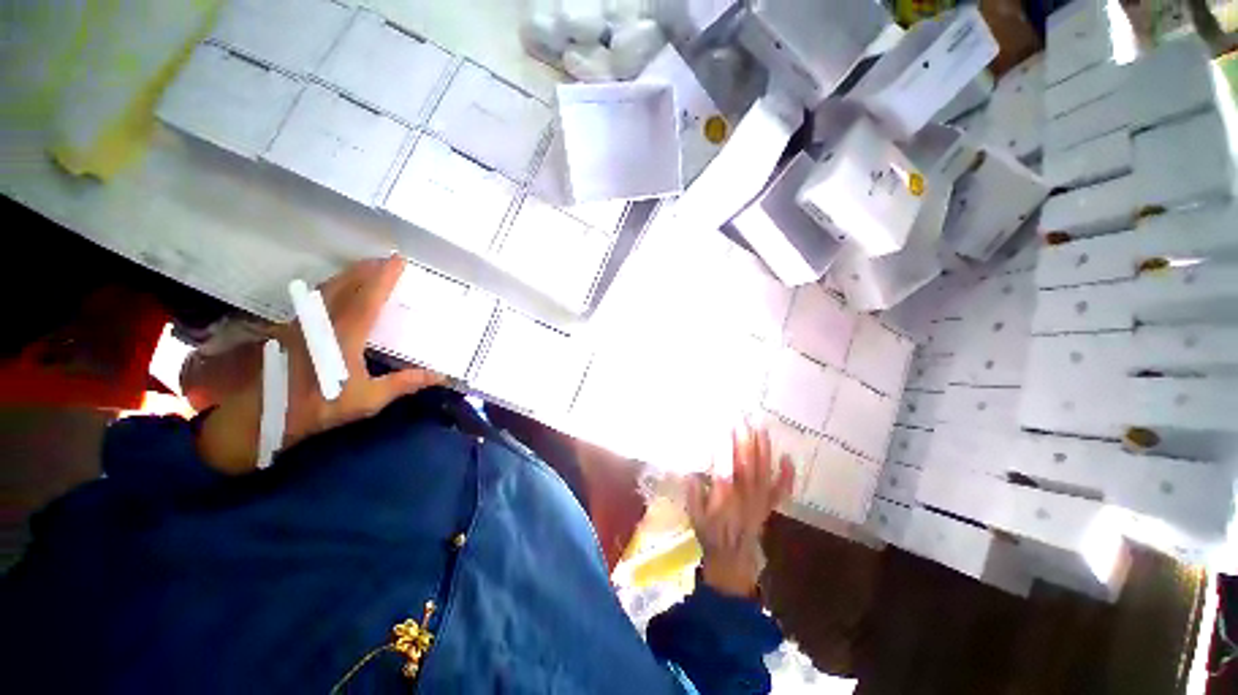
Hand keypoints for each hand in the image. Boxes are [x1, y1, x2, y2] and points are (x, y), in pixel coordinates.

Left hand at [196, 256, 444, 473]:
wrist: (262, 415)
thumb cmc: (319, 407)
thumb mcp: (368, 400)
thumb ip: (404, 383)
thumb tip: (440, 376)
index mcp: (345, 335)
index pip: (369, 298)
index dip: (385, 277)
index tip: (399, 260)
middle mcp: (323, 321)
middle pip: (346, 284)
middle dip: (368, 269)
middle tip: (386, 260)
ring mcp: (303, 322)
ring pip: (328, 287)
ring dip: (350, 274)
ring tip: (367, 268)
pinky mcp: (290, 327)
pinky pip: (316, 297)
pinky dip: (334, 286)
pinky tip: (338, 289)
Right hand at [687, 422, 793, 597]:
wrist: (732, 559)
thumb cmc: (710, 534)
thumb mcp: (694, 515)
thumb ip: (694, 493)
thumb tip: (692, 471)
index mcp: (724, 497)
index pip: (725, 467)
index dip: (726, 448)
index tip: (725, 427)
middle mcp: (744, 496)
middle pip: (746, 464)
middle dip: (745, 440)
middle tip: (743, 419)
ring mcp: (759, 500)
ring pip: (763, 471)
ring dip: (763, 449)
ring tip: (761, 428)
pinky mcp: (768, 505)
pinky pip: (780, 489)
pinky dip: (786, 475)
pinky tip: (788, 458)